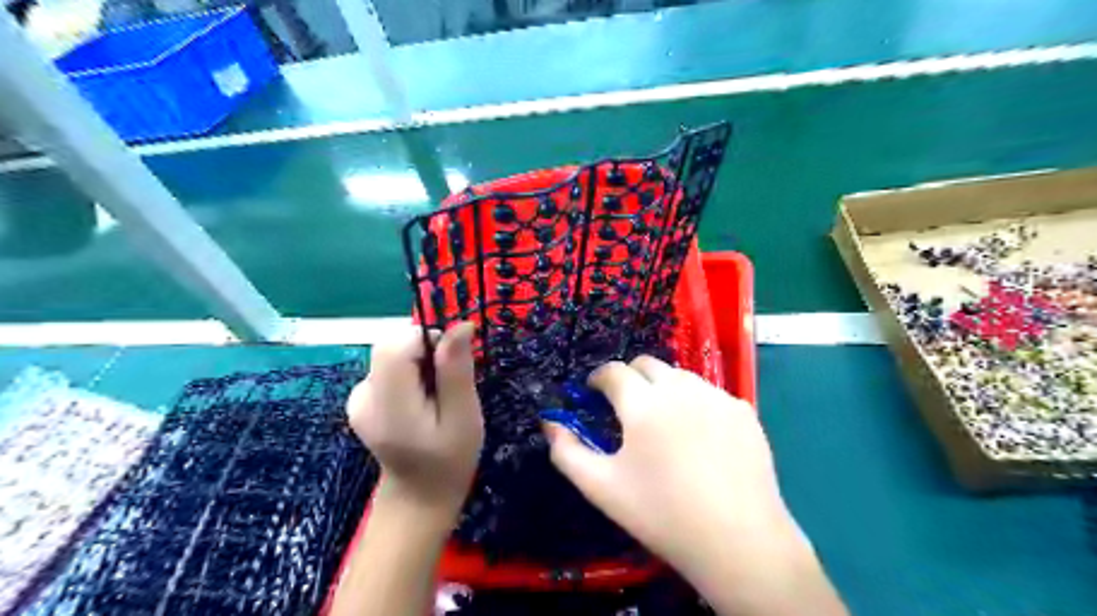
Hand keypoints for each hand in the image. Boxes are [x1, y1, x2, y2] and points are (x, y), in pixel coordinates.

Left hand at [346, 324, 483, 516]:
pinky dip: (409, 374)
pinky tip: (419, 402)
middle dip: (425, 353)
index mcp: (387, 403)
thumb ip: (456, 370)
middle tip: (446, 387)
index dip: (428, 341)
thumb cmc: (450, 460)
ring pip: (392, 354)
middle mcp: (363, 395)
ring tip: (434, 399)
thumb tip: (461, 325)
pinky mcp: (361, 399)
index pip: (397, 344)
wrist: (419, 496)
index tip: (451, 366)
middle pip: (392, 345)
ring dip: (419, 364)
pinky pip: (389, 368)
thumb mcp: (463, 416)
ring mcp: (357, 398)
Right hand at [543, 354, 842, 613]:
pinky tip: (700, 436)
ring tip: (663, 421)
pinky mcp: (743, 411)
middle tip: (626, 406)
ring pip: (680, 375)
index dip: (598, 378)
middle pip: (647, 363)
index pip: (613, 371)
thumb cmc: (662, 514)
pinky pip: (710, 393)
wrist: (739, 541)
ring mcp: (717, 396)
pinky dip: (696, 403)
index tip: (594, 393)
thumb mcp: (602, 488)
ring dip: (663, 387)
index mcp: (643, 404)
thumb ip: (567, 451)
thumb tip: (550, 423)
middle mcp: (681, 388)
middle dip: (630, 377)